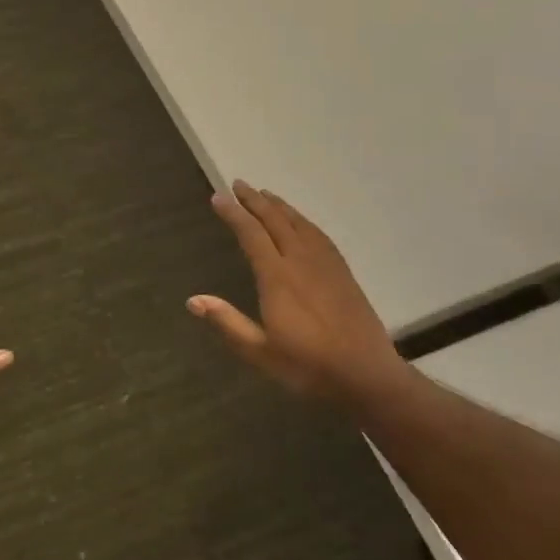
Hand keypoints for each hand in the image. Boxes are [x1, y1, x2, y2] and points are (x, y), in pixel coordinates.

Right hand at [191, 182, 406, 409]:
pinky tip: (299, 221)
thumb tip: (193, 300)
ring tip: (264, 194)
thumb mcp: (261, 352)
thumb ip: (228, 323)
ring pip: (298, 223)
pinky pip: (318, 234)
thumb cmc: (309, 366)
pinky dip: (302, 220)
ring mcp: (325, 263)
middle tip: (238, 185)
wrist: (366, 374)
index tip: (218, 197)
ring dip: (278, 205)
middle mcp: (300, 260)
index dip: (233, 214)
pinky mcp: (342, 271)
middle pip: (275, 220)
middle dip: (254, 201)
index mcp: (277, 277)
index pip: (251, 234)